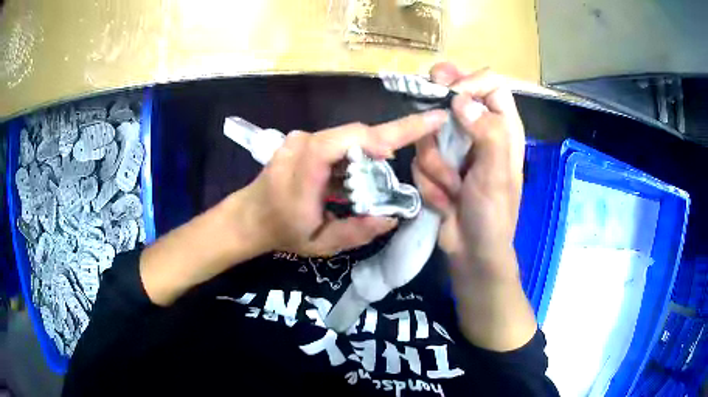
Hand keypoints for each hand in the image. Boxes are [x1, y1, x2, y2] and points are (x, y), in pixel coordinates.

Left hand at [243, 111, 447, 256]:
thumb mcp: (320, 244)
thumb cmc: (282, 231)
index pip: (344, 140)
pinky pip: (337, 142)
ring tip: (376, 180)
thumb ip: (356, 233)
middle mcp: (302, 145)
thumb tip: (391, 218)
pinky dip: (355, 155)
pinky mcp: (302, 141)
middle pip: (353, 134)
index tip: (407, 140)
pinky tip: (357, 177)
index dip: (378, 137)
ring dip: (369, 153)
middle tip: (410, 153)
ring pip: (347, 138)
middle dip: (387, 141)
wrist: (248, 217)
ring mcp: (300, 139)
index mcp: (304, 169)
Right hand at [413, 63, 534, 350]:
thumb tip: (461, 100)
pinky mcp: (437, 166)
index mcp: (503, 127)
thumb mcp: (497, 175)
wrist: (472, 252)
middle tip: (425, 104)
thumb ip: (487, 133)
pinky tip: (444, 200)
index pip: (490, 85)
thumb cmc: (493, 214)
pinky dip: (429, 181)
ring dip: (436, 164)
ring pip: (430, 133)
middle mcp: (478, 132)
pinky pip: (420, 159)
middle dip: (439, 110)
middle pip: (454, 98)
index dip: (470, 81)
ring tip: (452, 190)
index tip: (450, 92)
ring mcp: (455, 149)